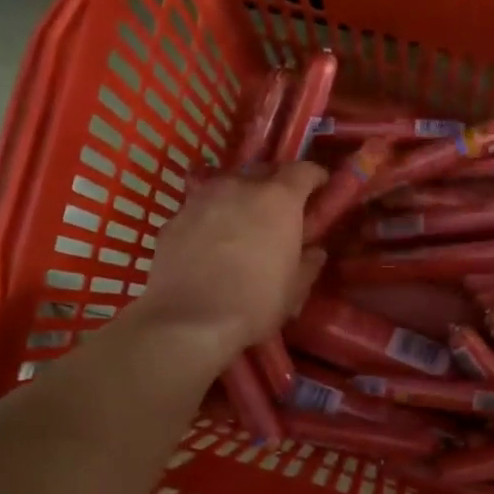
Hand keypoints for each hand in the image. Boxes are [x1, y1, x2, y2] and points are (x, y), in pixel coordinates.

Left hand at [140, 163, 328, 357]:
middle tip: (279, 208)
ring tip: (240, 223)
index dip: (314, 177)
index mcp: (278, 200)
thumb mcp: (294, 290)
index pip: (303, 171)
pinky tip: (207, 245)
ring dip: (237, 199)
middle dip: (274, 184)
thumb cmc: (254, 304)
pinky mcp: (172, 220)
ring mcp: (200, 199)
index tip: (320, 186)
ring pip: (225, 187)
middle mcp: (238, 187)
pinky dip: (208, 220)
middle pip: (261, 172)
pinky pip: (198, 211)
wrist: (189, 321)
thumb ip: (308, 263)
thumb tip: (315, 252)